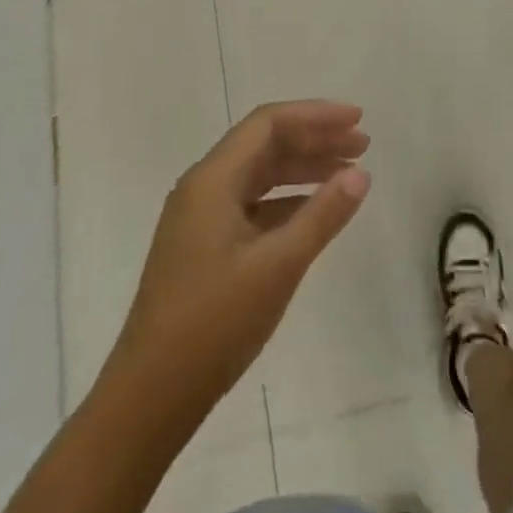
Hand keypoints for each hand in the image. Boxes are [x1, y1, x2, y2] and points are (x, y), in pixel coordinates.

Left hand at [109, 101, 370, 422]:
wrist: (150, 396)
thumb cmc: (214, 324)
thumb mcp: (278, 266)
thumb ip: (322, 215)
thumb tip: (360, 173)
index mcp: (212, 180)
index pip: (268, 124)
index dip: (315, 115)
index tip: (358, 119)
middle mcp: (203, 188)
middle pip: (264, 144)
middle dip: (314, 139)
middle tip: (362, 145)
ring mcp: (200, 218)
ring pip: (259, 175)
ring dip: (303, 168)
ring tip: (347, 173)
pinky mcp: (204, 246)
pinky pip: (252, 205)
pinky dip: (287, 201)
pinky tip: (315, 213)